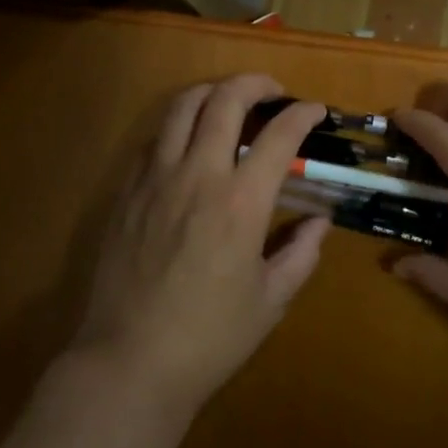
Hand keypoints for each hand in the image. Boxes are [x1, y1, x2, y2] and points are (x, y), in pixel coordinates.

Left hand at [73, 75, 328, 411]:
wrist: (128, 363)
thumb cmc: (209, 339)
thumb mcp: (271, 301)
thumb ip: (301, 253)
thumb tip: (320, 222)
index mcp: (241, 203)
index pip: (279, 136)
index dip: (302, 114)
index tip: (315, 110)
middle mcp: (198, 176)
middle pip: (225, 100)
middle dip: (255, 83)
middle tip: (273, 91)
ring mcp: (155, 179)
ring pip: (181, 107)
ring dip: (211, 92)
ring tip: (228, 100)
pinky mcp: (127, 192)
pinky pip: (154, 139)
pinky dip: (178, 126)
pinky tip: (189, 145)